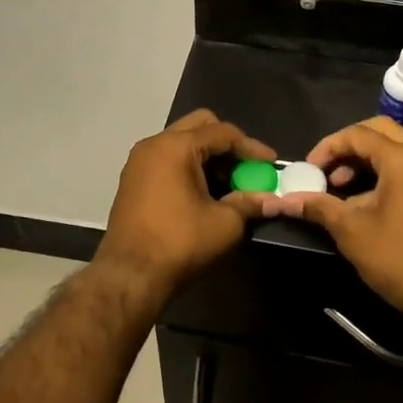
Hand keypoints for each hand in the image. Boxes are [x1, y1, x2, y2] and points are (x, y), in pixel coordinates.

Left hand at [96, 110, 274, 308]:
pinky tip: (205, 191)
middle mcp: (154, 144)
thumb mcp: (225, 223)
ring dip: (208, 156)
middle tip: (247, 167)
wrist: (129, 275)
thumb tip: (273, 200)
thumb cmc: (179, 243)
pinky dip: (189, 166)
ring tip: (229, 182)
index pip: (222, 133)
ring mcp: (139, 161)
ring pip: (182, 142)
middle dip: (228, 144)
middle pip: (199, 127)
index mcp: (176, 146)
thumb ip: (250, 203)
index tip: (272, 164)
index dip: (251, 147)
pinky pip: (168, 159)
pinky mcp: (133, 180)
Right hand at [262, 117, 402, 324]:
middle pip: (380, 131)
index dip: (328, 147)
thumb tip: (283, 200)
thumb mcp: (350, 231)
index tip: (309, 169)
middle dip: (348, 145)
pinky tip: (364, 200)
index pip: (358, 135)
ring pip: (395, 148)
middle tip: (327, 168)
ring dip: (365, 159)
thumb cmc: (397, 258)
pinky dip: (383, 172)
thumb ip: (318, 207)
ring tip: (341, 186)